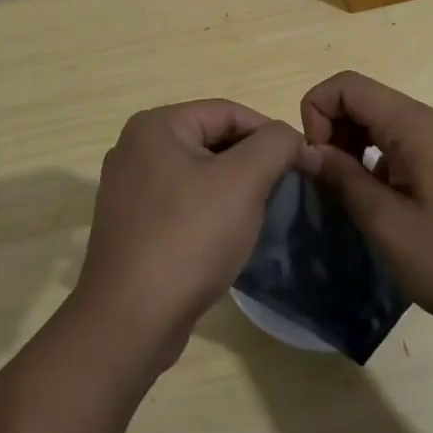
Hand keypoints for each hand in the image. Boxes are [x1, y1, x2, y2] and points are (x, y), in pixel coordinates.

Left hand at [72, 101, 310, 369]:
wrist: (130, 320)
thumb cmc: (189, 237)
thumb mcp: (243, 181)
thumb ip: (274, 145)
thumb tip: (291, 137)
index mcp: (156, 125)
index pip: (228, 112)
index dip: (271, 134)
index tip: (302, 164)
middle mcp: (136, 148)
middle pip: (212, 140)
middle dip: (252, 163)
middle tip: (284, 191)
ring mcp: (129, 188)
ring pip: (198, 174)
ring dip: (234, 189)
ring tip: (261, 215)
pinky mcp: (132, 225)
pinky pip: (182, 203)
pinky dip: (210, 212)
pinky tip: (227, 238)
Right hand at [301, 71, 432, 339]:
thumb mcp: (388, 225)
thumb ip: (343, 179)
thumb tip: (307, 150)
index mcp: (413, 124)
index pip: (345, 85)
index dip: (316, 114)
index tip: (316, 163)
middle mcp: (429, 120)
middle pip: (362, 100)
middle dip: (331, 132)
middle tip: (327, 184)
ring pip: (380, 122)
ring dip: (353, 148)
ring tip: (350, 197)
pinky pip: (402, 144)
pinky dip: (377, 162)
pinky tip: (383, 206)